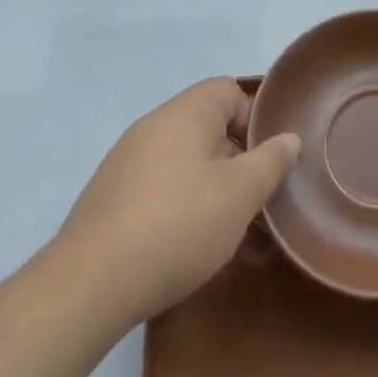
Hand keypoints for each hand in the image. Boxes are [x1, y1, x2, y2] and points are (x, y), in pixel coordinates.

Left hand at [56, 78, 300, 328]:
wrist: (89, 285)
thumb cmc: (178, 225)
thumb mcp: (241, 194)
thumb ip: (271, 161)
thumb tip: (289, 138)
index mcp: (186, 112)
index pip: (229, 91)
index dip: (255, 119)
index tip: (266, 161)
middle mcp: (154, 125)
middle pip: (208, 127)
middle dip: (235, 160)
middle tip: (252, 201)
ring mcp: (126, 161)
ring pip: (184, 161)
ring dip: (209, 188)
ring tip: (224, 232)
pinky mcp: (109, 198)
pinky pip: (158, 187)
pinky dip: (178, 206)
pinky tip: (184, 247)